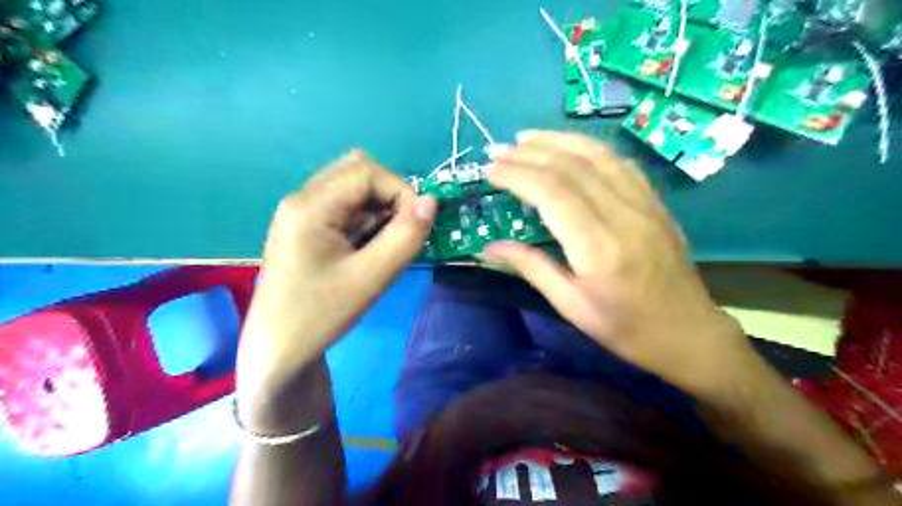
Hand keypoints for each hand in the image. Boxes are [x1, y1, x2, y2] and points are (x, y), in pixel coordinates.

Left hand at [236, 151, 436, 419]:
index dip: (401, 191)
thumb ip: (405, 237)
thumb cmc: (320, 315)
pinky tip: (366, 249)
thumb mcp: (371, 278)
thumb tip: (431, 202)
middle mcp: (302, 199)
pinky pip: (344, 207)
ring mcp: (301, 212)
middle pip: (357, 171)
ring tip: (382, 245)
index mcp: (310, 205)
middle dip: (389, 196)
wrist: (278, 349)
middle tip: (400, 231)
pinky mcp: (305, 227)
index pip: (367, 171)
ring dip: (378, 208)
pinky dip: (365, 220)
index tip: (417, 226)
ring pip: (352, 188)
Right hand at [483, 130, 754, 394]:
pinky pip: (619, 162)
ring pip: (597, 155)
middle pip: (571, 167)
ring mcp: (644, 204)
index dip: (517, 175)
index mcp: (598, 248)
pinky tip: (569, 147)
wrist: (688, 332)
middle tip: (497, 151)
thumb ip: (531, 267)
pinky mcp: (655, 202)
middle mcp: (623, 216)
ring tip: (526, 138)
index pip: (552, 193)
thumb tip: (488, 247)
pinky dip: (589, 148)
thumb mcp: (570, 306)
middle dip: (529, 154)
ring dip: (557, 141)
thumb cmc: (624, 328)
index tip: (490, 170)